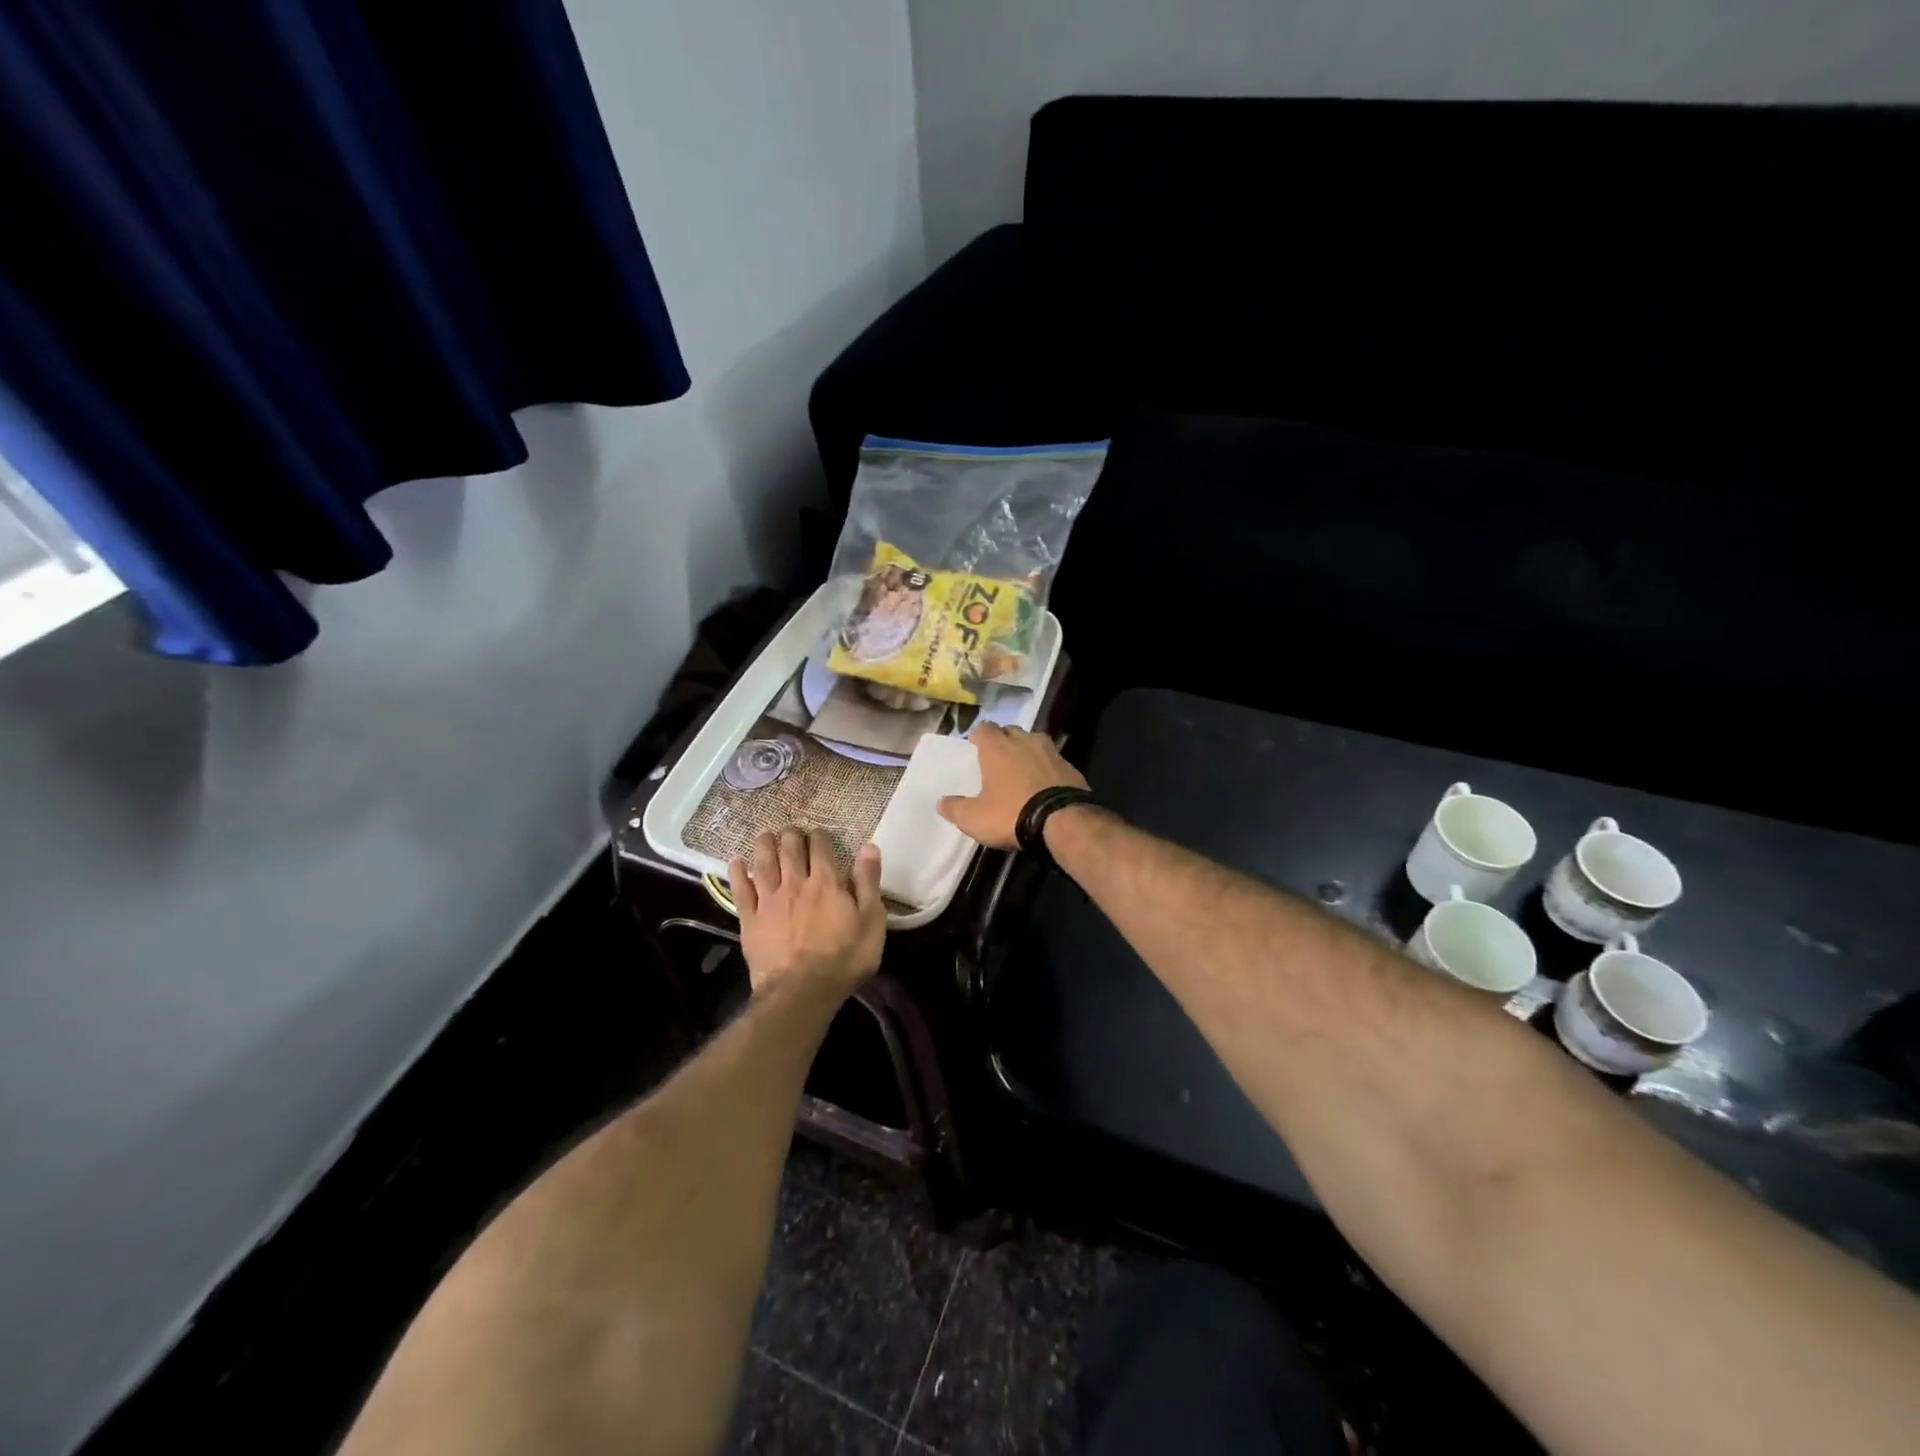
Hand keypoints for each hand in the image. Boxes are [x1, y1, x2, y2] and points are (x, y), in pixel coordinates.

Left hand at [729, 828, 884, 998]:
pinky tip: (736, 862)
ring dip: (764, 844)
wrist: (801, 992)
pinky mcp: (750, 920)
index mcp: (826, 882)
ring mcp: (769, 900)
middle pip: (790, 849)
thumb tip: (869, 847)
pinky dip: (738, 873)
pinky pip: (741, 890)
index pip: (821, 848)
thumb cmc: (844, 958)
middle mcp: (795, 883)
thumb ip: (869, 882)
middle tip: (793, 830)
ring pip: (763, 862)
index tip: (821, 833)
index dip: (821, 835)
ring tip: (766, 834)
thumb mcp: (871, 921)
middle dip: (792, 835)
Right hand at [936, 723, 1087, 850]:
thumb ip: (955, 808)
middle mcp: (1024, 740)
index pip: (984, 728)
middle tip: (997, 760)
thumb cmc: (1011, 813)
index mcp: (997, 747)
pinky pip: (1053, 761)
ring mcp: (1051, 751)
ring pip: (1034, 742)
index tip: (975, 748)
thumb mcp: (974, 818)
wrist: (1062, 822)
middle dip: (1003, 741)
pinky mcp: (1071, 766)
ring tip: (1021, 770)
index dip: (978, 737)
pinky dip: (1046, 768)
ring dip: (1026, 751)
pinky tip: (1044, 785)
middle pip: (1010, 731)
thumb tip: (941, 802)